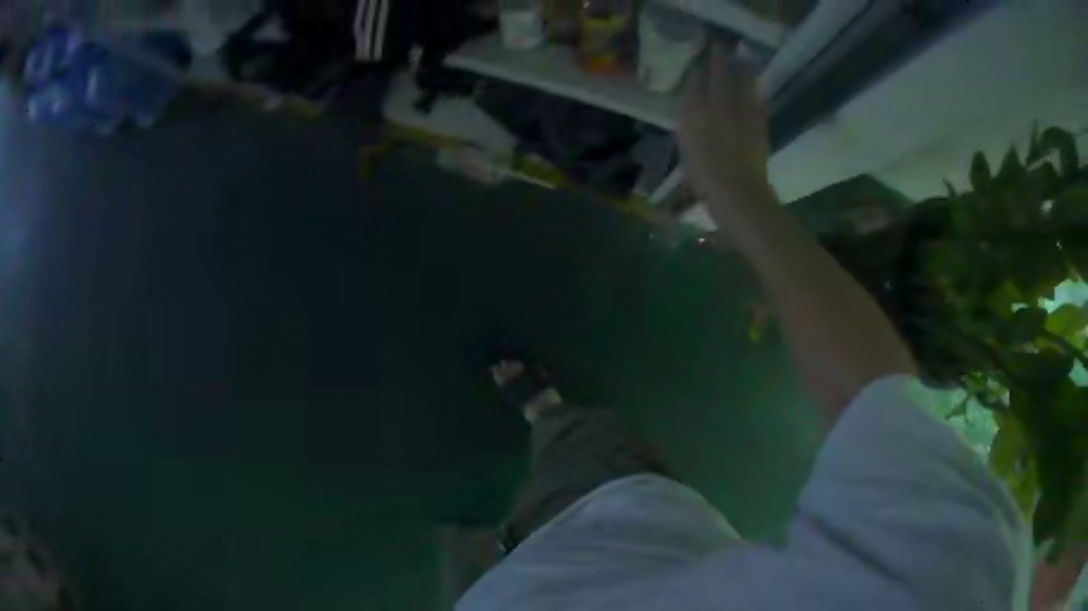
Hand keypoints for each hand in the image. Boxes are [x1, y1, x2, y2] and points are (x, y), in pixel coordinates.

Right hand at [679, 45, 775, 242]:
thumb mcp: (688, 154)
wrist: (738, 195)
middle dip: (718, 62)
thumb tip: (694, 116)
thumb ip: (691, 131)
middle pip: (717, 79)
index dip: (697, 72)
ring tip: (741, 60)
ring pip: (740, 86)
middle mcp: (716, 110)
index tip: (698, 62)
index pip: (695, 87)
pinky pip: (756, 102)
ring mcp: (740, 116)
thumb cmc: (706, 181)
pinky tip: (755, 86)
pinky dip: (755, 92)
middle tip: (719, 48)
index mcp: (694, 117)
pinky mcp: (759, 126)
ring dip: (740, 71)